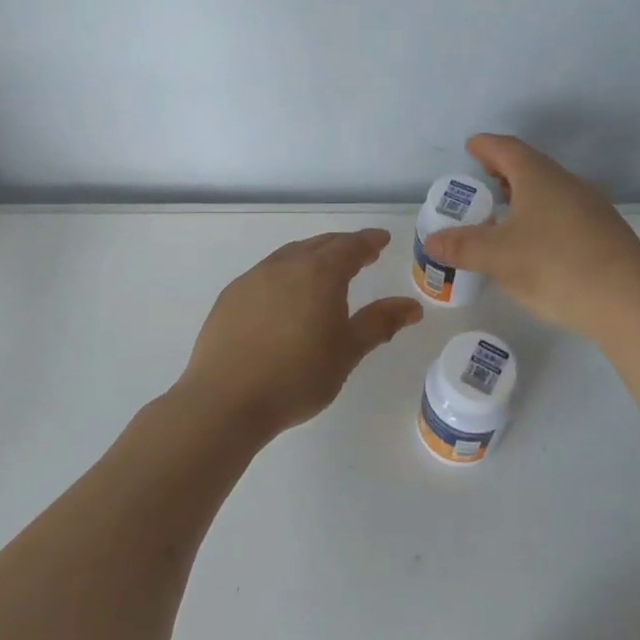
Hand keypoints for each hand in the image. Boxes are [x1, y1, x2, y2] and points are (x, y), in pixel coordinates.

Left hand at [180, 229, 423, 434]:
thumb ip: (380, 323)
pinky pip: (266, 273)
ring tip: (324, 271)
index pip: (351, 246)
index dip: (369, 241)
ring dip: (312, 256)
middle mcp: (285, 265)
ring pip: (290, 255)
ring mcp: (253, 278)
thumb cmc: (298, 376)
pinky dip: (285, 274)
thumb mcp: (347, 352)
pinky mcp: (231, 296)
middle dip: (343, 246)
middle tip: (361, 254)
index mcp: (319, 273)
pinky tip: (285, 295)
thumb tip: (412, 306)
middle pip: (320, 245)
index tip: (382, 240)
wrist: (226, 400)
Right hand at [422, 134, 639, 340]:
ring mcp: (592, 209)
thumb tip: (431, 240)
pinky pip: (566, 214)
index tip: (471, 146)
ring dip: (526, 196)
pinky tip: (537, 245)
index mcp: (539, 178)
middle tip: (484, 180)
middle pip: (532, 167)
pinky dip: (543, 218)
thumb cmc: (554, 266)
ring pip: (551, 192)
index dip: (486, 146)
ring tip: (506, 214)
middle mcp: (568, 184)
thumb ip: (461, 247)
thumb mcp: (497, 257)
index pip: (507, 149)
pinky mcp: (606, 235)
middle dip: (505, 171)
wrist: (629, 301)